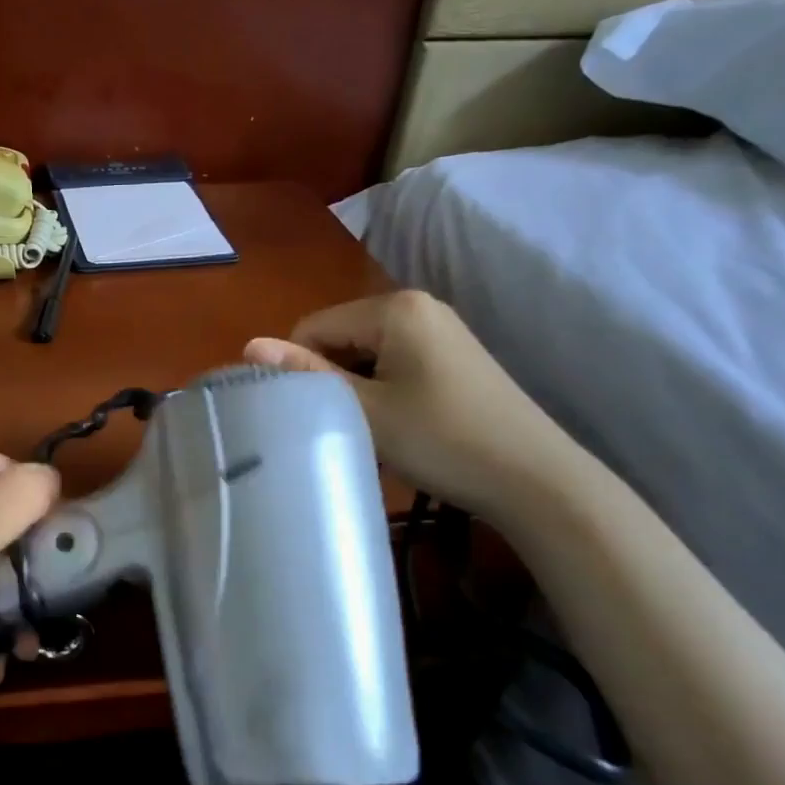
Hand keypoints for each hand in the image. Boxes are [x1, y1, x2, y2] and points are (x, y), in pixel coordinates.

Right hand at [245, 289, 578, 522]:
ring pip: (366, 353)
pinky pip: (394, 363)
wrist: (535, 478)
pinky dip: (381, 390)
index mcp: (394, 307)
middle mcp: (418, 306)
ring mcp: (441, 331)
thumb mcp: (365, 408)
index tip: (306, 413)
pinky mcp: (454, 357)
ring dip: (355, 388)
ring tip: (368, 429)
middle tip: (340, 425)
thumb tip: (249, 344)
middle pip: (340, 336)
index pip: (313, 327)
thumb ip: (306, 373)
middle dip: (330, 377)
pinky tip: (396, 425)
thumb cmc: (442, 439)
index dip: (298, 368)